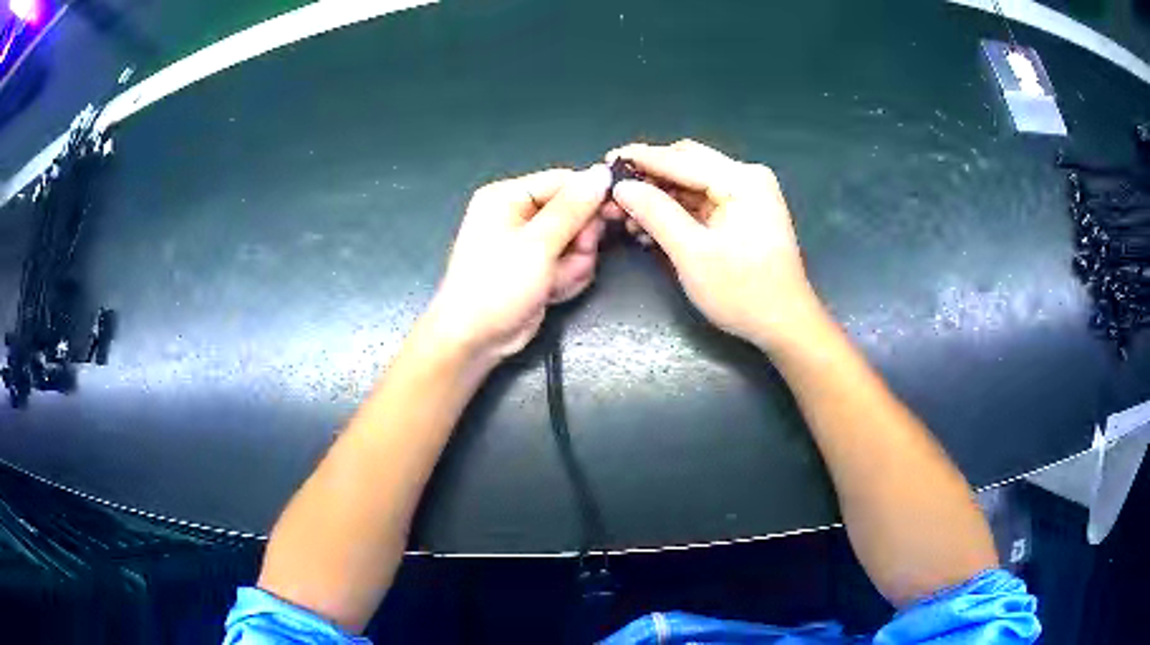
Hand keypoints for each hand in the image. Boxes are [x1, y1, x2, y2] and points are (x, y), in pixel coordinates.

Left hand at [423, 165, 610, 364]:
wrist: (475, 339)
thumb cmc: (498, 286)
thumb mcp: (537, 244)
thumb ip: (573, 209)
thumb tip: (602, 173)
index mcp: (508, 196)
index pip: (564, 181)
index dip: (591, 197)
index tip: (614, 215)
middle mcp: (518, 213)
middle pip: (575, 213)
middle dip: (580, 241)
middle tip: (572, 259)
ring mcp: (530, 242)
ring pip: (577, 241)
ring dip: (574, 264)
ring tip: (554, 282)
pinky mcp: (539, 266)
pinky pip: (570, 262)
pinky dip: (567, 278)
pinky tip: (552, 292)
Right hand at [605, 140, 823, 349]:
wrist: (784, 325)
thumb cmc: (742, 292)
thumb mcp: (692, 253)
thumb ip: (655, 213)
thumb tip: (621, 187)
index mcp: (741, 180)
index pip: (680, 159)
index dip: (640, 160)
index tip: (605, 161)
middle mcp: (746, 177)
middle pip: (686, 163)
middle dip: (649, 177)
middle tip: (614, 192)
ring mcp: (747, 195)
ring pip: (691, 182)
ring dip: (659, 196)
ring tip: (626, 216)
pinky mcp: (743, 213)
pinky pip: (702, 201)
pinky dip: (676, 210)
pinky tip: (651, 226)